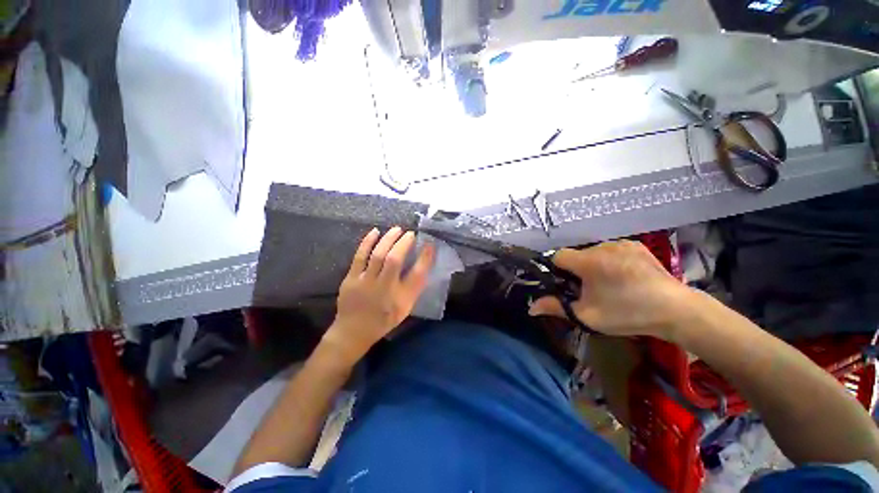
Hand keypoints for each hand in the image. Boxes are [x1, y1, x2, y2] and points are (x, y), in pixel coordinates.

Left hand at [323, 227, 434, 363]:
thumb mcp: (405, 308)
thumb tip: (423, 263)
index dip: (425, 258)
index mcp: (400, 299)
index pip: (417, 276)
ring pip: (378, 255)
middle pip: (395, 261)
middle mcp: (384, 289)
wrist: (353, 331)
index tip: (430, 245)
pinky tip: (375, 232)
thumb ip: (414, 287)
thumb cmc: (384, 319)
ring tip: (397, 229)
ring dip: (388, 239)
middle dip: (404, 243)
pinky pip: (360, 256)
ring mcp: (365, 283)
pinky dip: (367, 242)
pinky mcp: (351, 279)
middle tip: (410, 233)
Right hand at [528, 240, 690, 337]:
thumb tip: (531, 307)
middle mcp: (602, 246)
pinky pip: (611, 250)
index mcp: (588, 261)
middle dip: (576, 270)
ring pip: (593, 252)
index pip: (557, 256)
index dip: (557, 270)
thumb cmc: (627, 314)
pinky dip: (609, 260)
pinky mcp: (636, 245)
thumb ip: (556, 307)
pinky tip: (624, 275)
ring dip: (593, 265)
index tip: (567, 285)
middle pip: (576, 255)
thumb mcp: (587, 315)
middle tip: (590, 290)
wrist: (676, 311)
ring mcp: (621, 243)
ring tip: (610, 284)